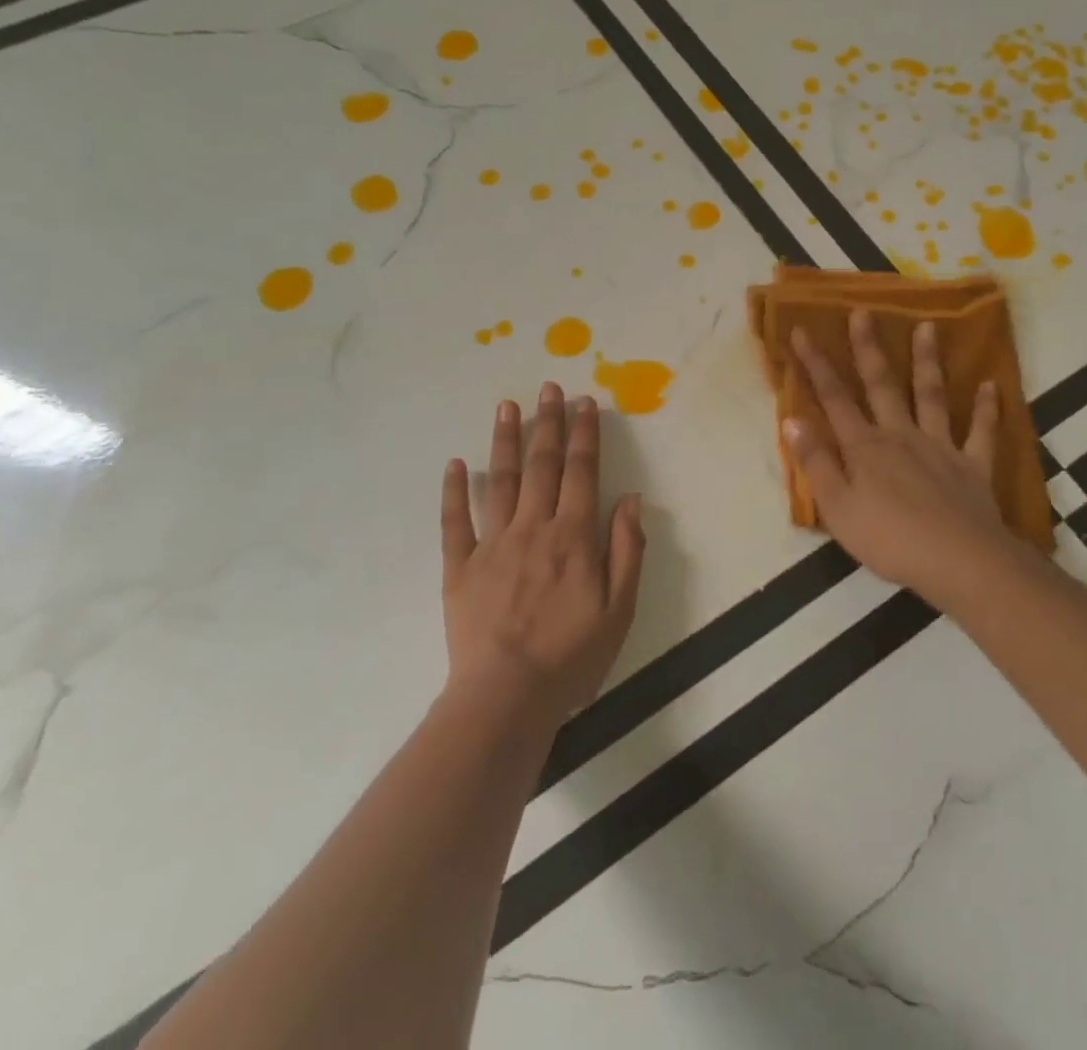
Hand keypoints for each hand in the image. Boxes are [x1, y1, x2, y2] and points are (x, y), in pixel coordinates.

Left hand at [440, 383, 644, 723]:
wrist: (506, 698)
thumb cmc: (571, 658)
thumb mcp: (619, 610)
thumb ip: (626, 551)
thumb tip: (631, 499)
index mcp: (573, 537)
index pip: (582, 472)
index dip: (584, 434)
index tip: (584, 402)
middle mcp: (533, 528)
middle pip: (542, 465)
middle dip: (547, 423)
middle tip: (548, 387)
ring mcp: (492, 544)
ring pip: (500, 480)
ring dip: (505, 440)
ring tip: (507, 406)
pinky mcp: (460, 566)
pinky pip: (455, 521)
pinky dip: (454, 490)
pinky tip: (455, 463)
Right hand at [784, 311, 1038, 614]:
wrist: (960, 561)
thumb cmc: (889, 539)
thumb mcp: (837, 507)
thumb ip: (816, 462)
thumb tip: (791, 420)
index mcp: (865, 447)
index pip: (833, 398)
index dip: (815, 364)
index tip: (802, 330)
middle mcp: (901, 435)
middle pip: (882, 385)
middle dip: (869, 348)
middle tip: (864, 312)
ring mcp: (940, 447)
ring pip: (932, 396)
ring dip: (927, 361)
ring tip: (927, 327)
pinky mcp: (973, 466)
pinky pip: (981, 432)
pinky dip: (987, 409)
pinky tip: (991, 385)